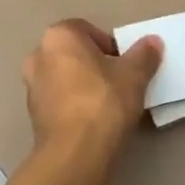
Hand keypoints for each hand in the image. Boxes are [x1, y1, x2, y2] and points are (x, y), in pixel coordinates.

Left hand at [22, 20, 162, 160]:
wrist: (75, 153)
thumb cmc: (103, 102)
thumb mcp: (133, 76)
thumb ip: (144, 55)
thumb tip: (153, 42)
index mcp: (59, 36)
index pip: (88, 30)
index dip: (110, 46)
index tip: (124, 67)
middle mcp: (38, 54)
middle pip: (74, 53)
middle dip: (94, 65)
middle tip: (118, 84)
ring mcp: (31, 85)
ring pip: (64, 77)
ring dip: (82, 85)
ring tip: (106, 105)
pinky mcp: (32, 114)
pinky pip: (58, 100)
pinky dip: (72, 105)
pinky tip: (91, 122)